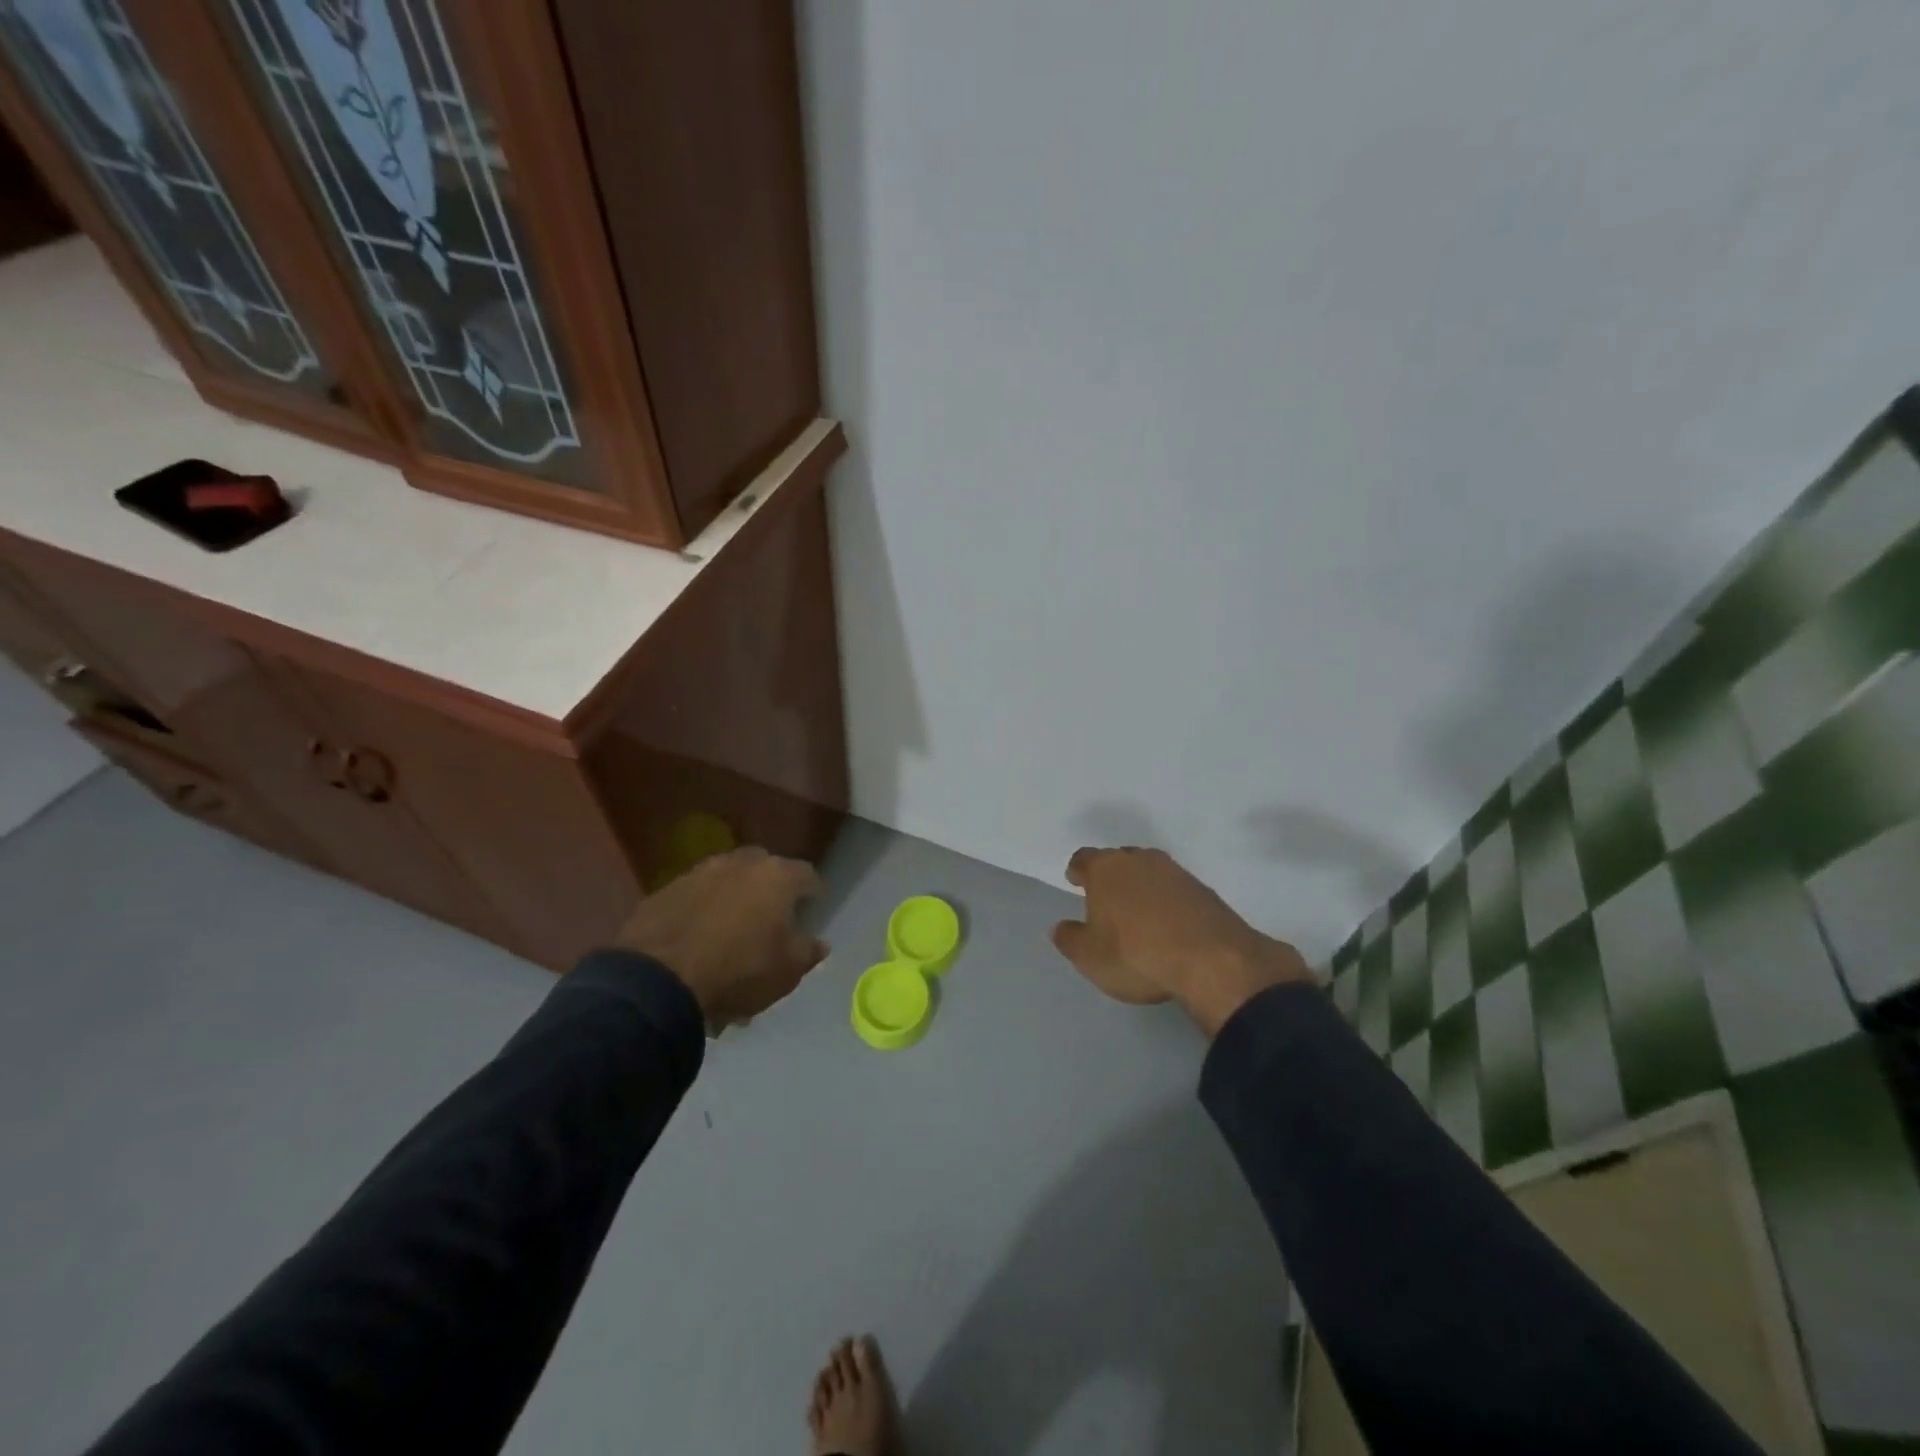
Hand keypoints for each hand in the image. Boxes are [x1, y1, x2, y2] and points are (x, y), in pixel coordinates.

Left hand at [614, 847, 827, 1032]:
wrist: (658, 980)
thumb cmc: (739, 970)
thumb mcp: (788, 971)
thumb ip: (809, 952)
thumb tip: (819, 943)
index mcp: (777, 876)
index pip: (808, 876)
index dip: (813, 895)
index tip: (811, 913)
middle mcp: (740, 863)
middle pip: (765, 869)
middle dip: (770, 890)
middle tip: (770, 919)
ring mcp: (699, 872)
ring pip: (727, 880)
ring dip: (733, 898)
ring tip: (730, 931)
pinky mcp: (665, 890)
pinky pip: (695, 896)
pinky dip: (702, 910)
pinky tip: (697, 938)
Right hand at [1051, 846, 1313, 1034]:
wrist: (1212, 960)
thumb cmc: (1136, 954)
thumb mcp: (1090, 958)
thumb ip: (1070, 939)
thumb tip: (1061, 927)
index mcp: (1106, 869)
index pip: (1083, 859)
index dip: (1077, 871)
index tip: (1075, 882)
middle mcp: (1140, 860)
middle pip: (1118, 859)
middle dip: (1111, 876)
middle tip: (1106, 899)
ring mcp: (1175, 872)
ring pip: (1149, 871)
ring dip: (1141, 886)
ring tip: (1138, 912)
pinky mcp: (1204, 889)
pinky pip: (1175, 889)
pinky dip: (1167, 900)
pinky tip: (1168, 923)